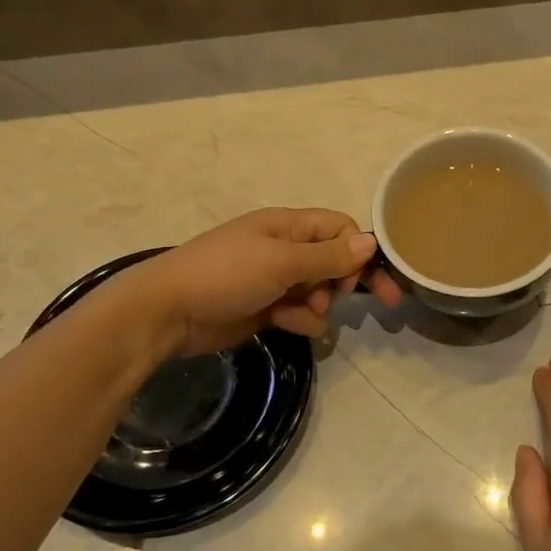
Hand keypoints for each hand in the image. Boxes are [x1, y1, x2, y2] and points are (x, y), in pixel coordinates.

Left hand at [125, 208, 401, 357]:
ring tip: (304, 312)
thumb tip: (372, 242)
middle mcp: (286, 248)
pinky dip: (301, 320)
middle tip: (382, 302)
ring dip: (321, 304)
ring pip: (320, 291)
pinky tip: (287, 325)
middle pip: (335, 260)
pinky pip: (301, 313)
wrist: (168, 313)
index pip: (340, 228)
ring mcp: (275, 279)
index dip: (359, 251)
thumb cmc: (226, 274)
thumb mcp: (282, 262)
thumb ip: (329, 256)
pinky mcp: (267, 308)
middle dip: (347, 280)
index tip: (367, 277)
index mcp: (289, 225)